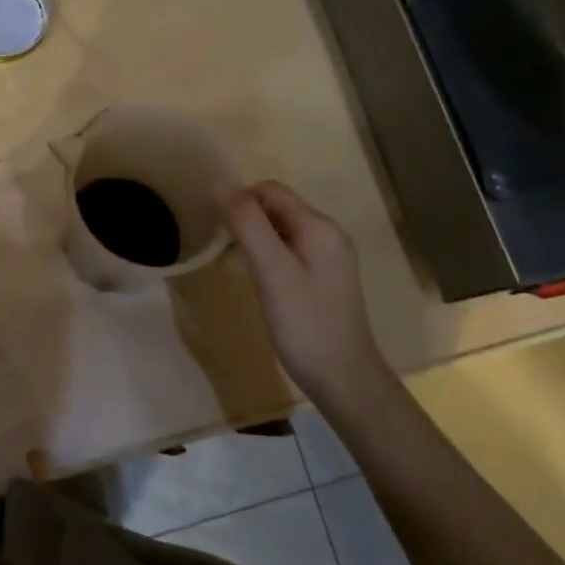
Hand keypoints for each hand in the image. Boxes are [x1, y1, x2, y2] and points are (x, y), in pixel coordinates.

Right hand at [223, 180, 389, 411]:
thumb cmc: (304, 323)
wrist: (344, 380)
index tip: (220, 231)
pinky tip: (260, 282)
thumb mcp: (271, 270)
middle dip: (247, 220)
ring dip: (255, 239)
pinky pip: (290, 250)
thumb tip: (221, 184)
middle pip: (276, 207)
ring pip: (281, 230)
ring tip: (239, 267)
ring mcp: (329, 256)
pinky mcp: (325, 278)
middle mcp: (328, 233)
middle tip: (227, 252)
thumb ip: (248, 224)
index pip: (270, 190)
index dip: (240, 201)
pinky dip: (269, 256)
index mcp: (318, 225)